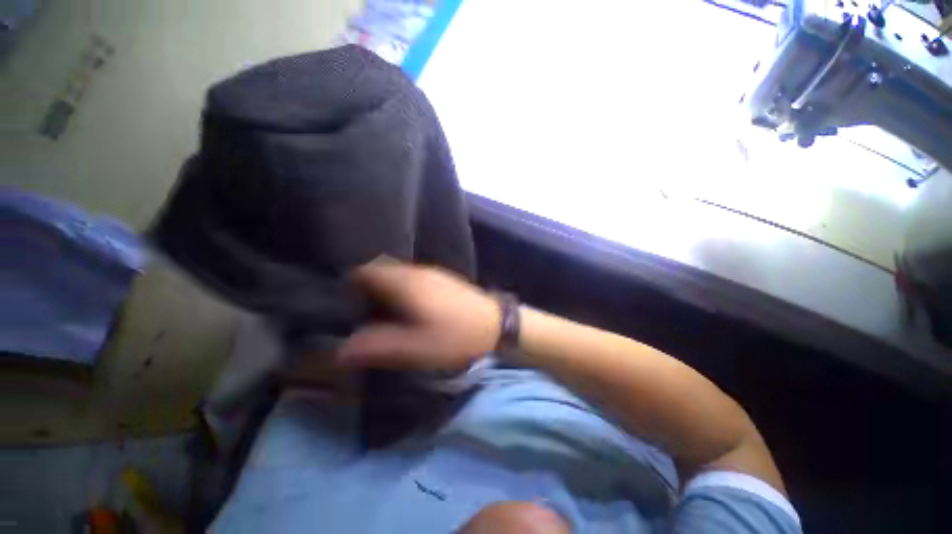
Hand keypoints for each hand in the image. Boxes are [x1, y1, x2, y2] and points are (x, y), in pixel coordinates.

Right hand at [338, 260, 500, 371]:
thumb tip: (340, 350)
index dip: (348, 286)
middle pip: (380, 271)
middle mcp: (415, 271)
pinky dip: (402, 290)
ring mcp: (431, 273)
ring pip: (397, 275)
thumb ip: (377, 346)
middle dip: (366, 289)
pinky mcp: (442, 279)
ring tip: (382, 314)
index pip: (365, 272)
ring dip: (385, 290)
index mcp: (404, 282)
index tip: (344, 306)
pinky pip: (412, 279)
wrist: (495, 324)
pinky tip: (408, 309)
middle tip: (360, 314)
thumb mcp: (415, 347)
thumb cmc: (455, 335)